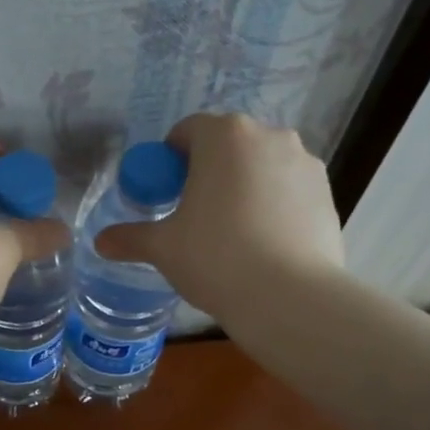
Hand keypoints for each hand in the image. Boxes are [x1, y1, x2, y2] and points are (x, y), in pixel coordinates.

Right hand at [94, 113, 343, 319]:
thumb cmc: (215, 258)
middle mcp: (269, 136)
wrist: (289, 297)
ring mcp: (305, 163)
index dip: (170, 159)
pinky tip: (264, 243)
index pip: (187, 131)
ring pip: (261, 166)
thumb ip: (130, 237)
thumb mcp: (163, 248)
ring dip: (243, 185)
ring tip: (232, 231)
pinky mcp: (329, 192)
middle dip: (208, 171)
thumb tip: (100, 242)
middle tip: (194, 213)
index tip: (165, 192)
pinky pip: (288, 189)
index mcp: (224, 136)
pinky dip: (273, 204)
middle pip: (227, 145)